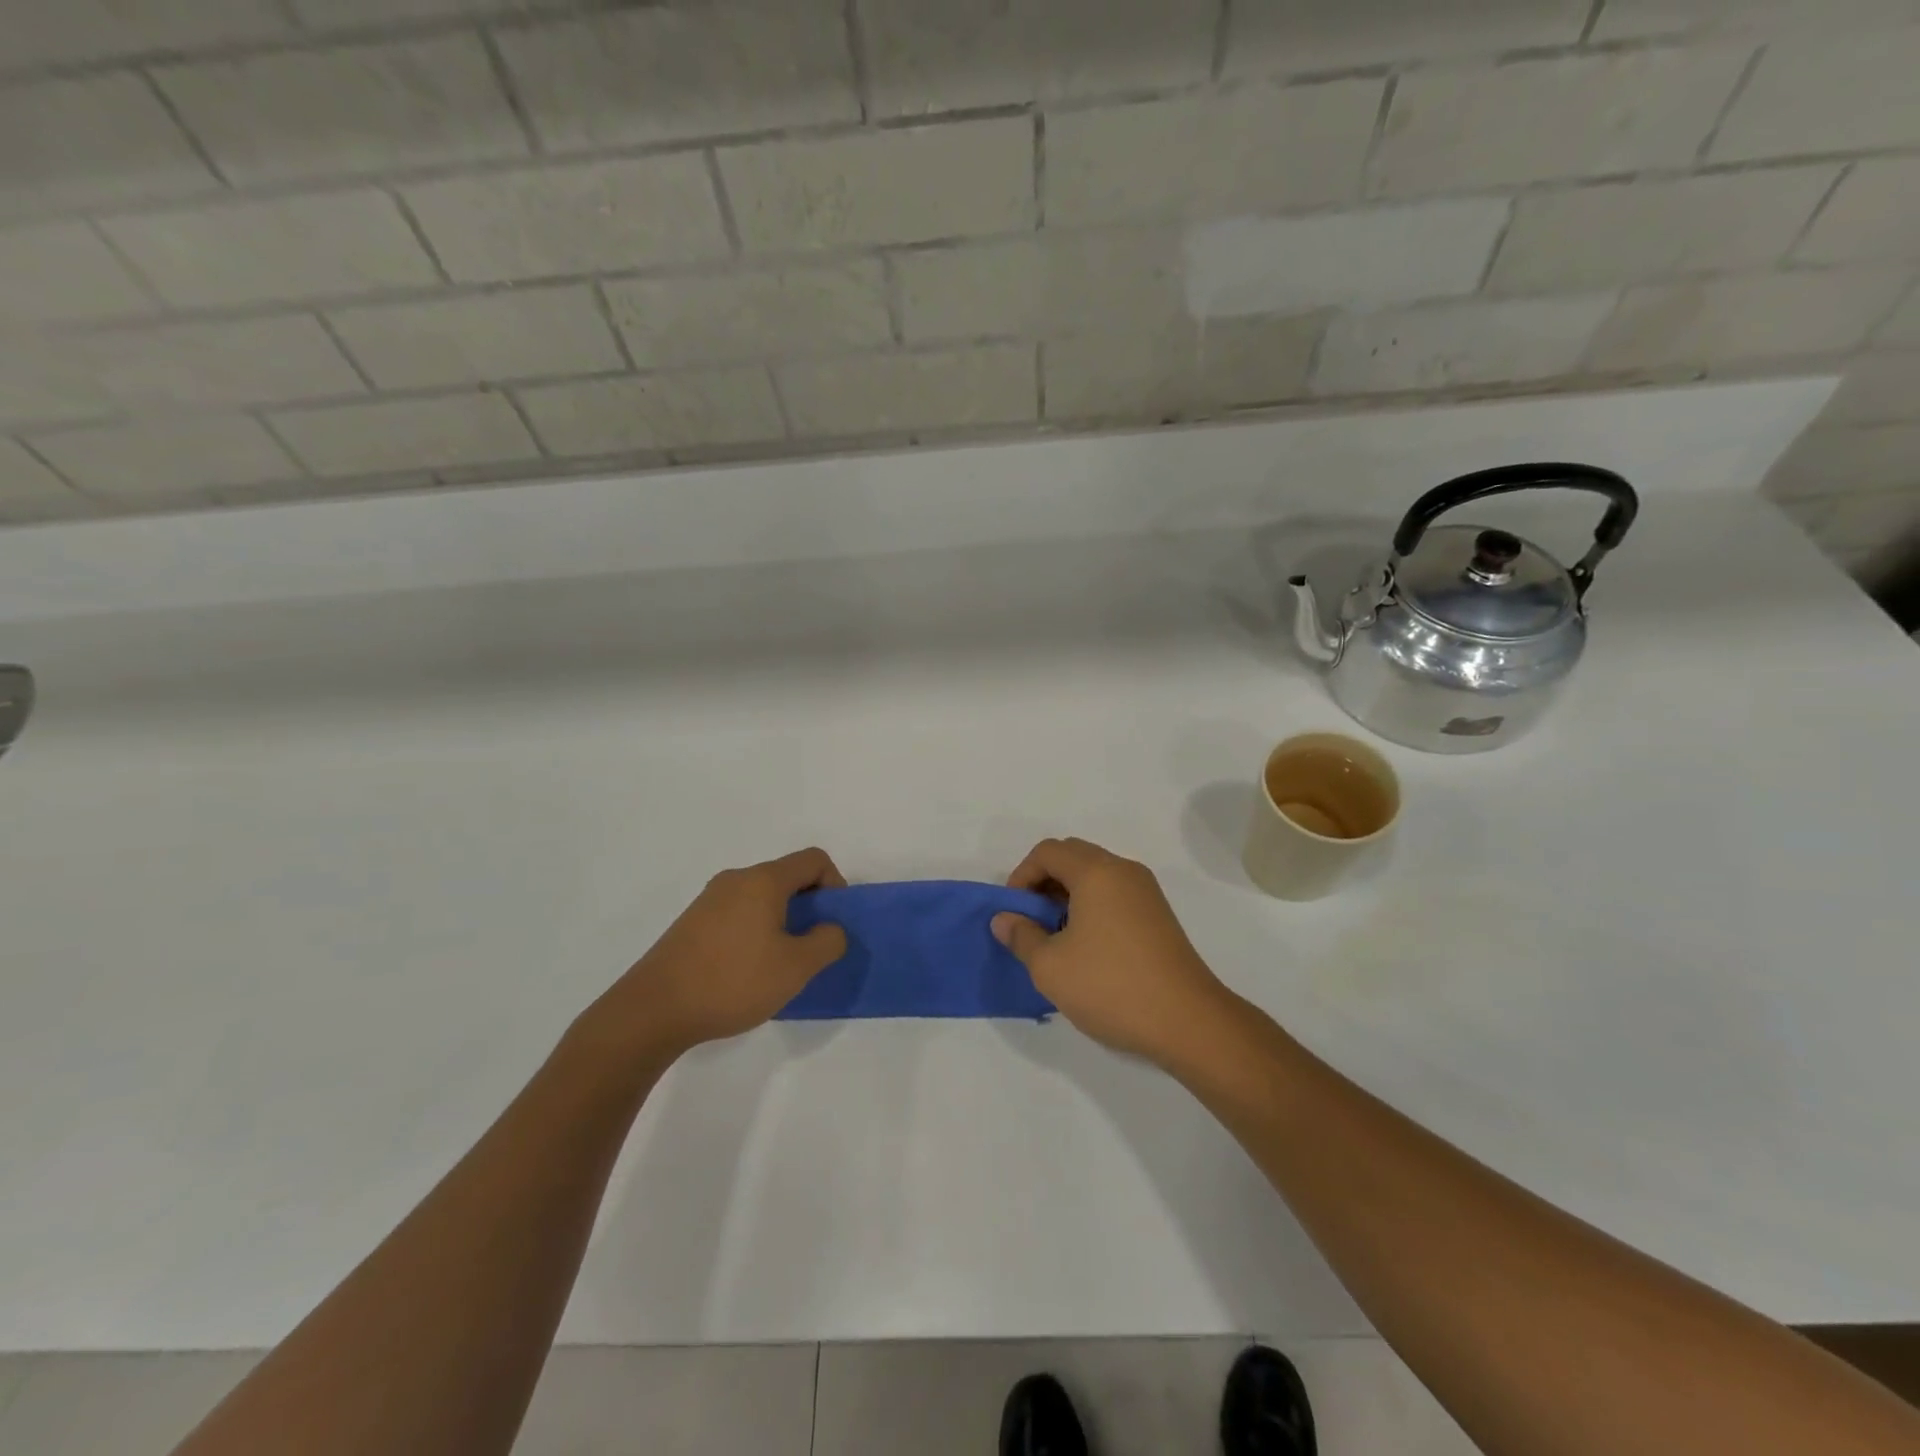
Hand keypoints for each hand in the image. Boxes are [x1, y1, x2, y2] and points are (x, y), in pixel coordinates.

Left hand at [578, 847, 848, 1064]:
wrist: (653, 1010)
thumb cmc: (732, 981)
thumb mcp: (796, 967)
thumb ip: (827, 942)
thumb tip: (831, 929)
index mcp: (763, 880)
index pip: (813, 859)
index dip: (835, 884)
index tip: (833, 922)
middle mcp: (736, 880)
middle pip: (786, 877)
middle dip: (809, 907)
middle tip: (811, 948)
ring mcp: (709, 900)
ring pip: (761, 898)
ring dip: (782, 922)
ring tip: (779, 964)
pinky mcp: (692, 923)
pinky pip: (738, 914)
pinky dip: (755, 931)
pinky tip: (747, 971)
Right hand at [993, 837, 1234, 1065]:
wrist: (1188, 1021)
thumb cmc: (1111, 986)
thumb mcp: (1050, 967)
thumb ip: (1021, 936)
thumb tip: (1004, 919)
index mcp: (1096, 872)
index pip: (1048, 851)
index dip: (1021, 875)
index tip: (1013, 912)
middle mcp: (1123, 870)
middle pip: (1073, 856)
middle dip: (1044, 881)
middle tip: (1031, 920)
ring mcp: (1146, 892)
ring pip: (1096, 875)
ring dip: (1068, 894)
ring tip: (1056, 937)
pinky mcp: (1159, 915)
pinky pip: (1115, 893)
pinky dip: (1092, 906)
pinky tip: (1087, 946)